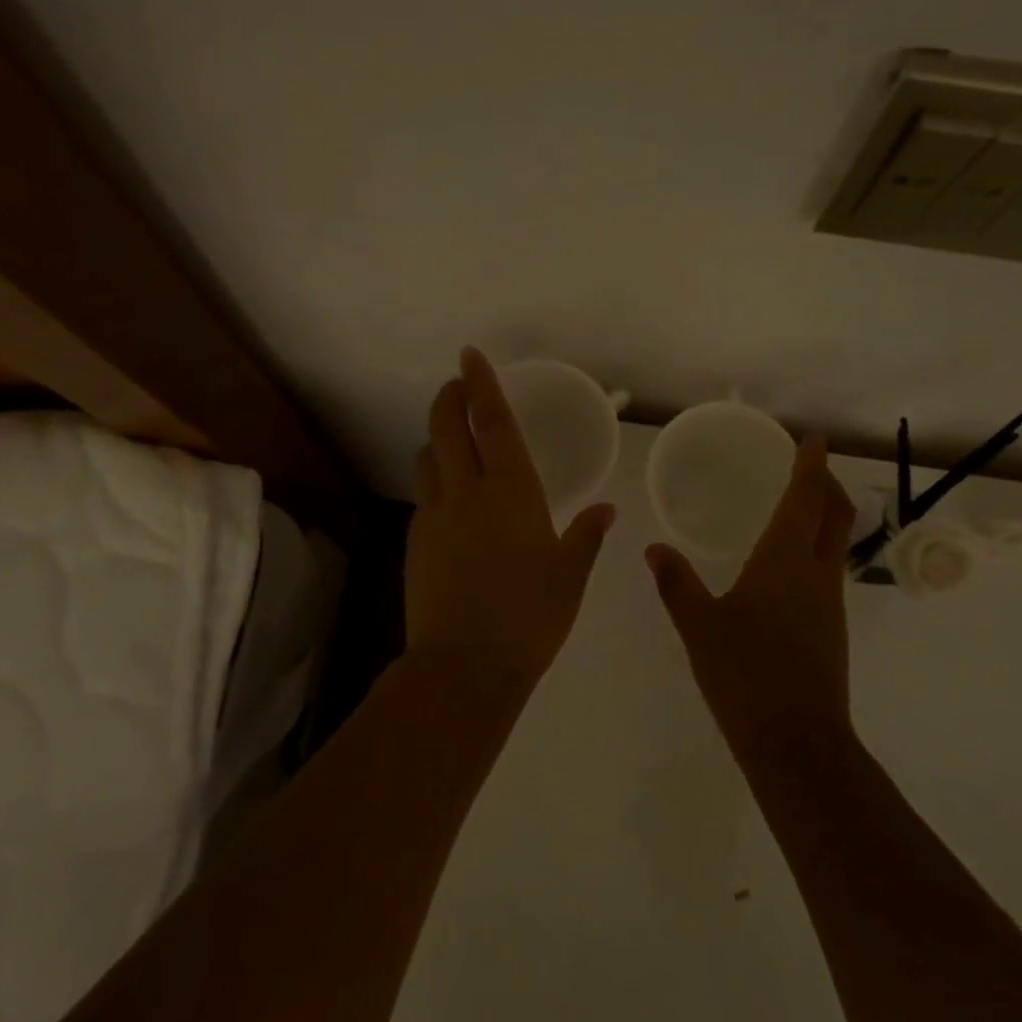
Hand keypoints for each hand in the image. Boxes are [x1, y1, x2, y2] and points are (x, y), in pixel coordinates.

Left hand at [405, 348, 615, 690]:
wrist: (464, 665)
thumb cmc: (530, 616)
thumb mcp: (569, 575)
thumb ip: (586, 536)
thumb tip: (606, 511)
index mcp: (511, 491)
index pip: (491, 422)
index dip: (481, 384)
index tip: (469, 356)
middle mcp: (467, 492)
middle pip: (447, 428)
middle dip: (449, 397)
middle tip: (457, 384)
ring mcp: (434, 516)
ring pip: (427, 458)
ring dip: (438, 439)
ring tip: (452, 441)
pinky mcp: (415, 542)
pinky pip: (423, 496)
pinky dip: (434, 481)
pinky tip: (449, 501)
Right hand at [647, 435, 857, 757]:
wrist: (797, 742)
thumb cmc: (746, 674)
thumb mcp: (699, 626)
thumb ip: (676, 583)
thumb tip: (654, 549)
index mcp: (786, 560)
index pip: (806, 498)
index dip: (811, 465)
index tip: (812, 439)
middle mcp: (817, 573)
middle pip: (836, 515)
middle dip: (827, 484)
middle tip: (809, 465)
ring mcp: (830, 603)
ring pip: (837, 542)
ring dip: (825, 516)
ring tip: (797, 506)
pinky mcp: (831, 628)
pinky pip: (828, 570)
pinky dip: (816, 547)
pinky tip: (788, 564)